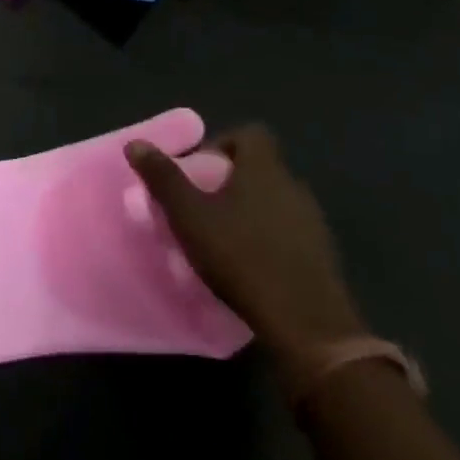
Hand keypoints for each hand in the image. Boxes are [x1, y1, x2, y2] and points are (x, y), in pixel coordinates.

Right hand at [127, 126, 364, 374]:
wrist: (308, 325)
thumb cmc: (242, 258)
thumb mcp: (190, 217)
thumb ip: (163, 178)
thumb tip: (136, 143)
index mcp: (265, 169)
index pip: (251, 134)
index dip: (224, 143)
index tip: (201, 169)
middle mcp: (293, 186)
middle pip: (261, 168)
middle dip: (232, 181)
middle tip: (204, 206)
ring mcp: (313, 222)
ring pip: (276, 201)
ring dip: (251, 211)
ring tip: (223, 238)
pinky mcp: (323, 256)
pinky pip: (290, 232)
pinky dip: (270, 239)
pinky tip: (250, 265)